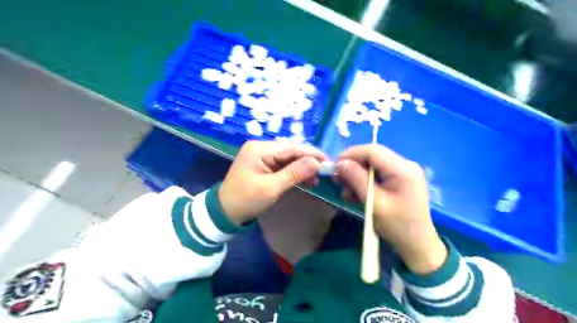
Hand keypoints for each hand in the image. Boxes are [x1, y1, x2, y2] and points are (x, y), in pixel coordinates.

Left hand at [219, 141, 326, 225]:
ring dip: (302, 167)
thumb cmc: (246, 200)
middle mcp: (260, 147)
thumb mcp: (271, 188)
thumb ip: (294, 174)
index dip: (311, 154)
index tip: (328, 162)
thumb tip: (316, 163)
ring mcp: (261, 155)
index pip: (291, 147)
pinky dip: (294, 171)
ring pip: (288, 157)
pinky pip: (282, 164)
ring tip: (315, 180)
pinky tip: (304, 179)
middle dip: (308, 161)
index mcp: (259, 149)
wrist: (224, 211)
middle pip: (290, 151)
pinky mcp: (263, 163)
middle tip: (323, 173)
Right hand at [334, 146, 444, 273]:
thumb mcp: (374, 203)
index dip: (351, 155)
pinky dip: (365, 181)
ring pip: (373, 164)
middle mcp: (406, 165)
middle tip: (338, 179)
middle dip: (353, 165)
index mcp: (403, 169)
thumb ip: (356, 179)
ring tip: (347, 192)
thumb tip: (340, 163)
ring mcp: (404, 171)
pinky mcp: (401, 179)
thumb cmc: (397, 226)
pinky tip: (357, 193)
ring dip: (357, 175)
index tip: (335, 166)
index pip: (373, 151)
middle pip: (373, 156)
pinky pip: (378, 173)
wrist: (417, 245)